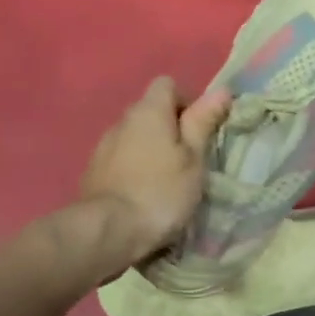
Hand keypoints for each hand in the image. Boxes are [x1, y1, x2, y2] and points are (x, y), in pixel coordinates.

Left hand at [78, 76, 229, 267]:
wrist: (108, 231)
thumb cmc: (161, 192)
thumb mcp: (193, 159)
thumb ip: (203, 123)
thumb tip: (221, 90)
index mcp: (148, 111)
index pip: (167, 85)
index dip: (188, 101)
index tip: (202, 130)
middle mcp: (121, 121)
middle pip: (150, 112)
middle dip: (171, 129)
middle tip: (191, 159)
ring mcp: (103, 147)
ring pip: (135, 138)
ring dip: (151, 151)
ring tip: (168, 181)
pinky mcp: (93, 173)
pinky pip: (121, 160)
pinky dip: (135, 169)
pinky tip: (144, 195)